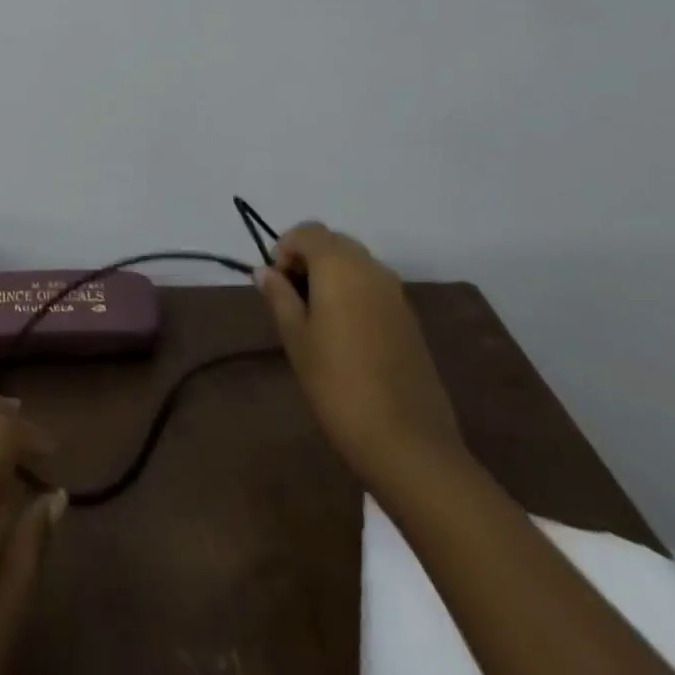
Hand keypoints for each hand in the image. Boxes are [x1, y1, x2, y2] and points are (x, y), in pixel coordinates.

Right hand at [256, 222, 464, 494]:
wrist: (408, 442)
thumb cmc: (338, 384)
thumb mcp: (296, 339)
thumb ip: (279, 297)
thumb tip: (264, 271)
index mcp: (339, 265)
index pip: (307, 231)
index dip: (285, 249)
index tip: (275, 283)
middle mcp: (370, 267)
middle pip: (333, 242)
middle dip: (308, 259)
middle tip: (292, 299)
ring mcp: (395, 292)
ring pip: (356, 263)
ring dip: (332, 275)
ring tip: (317, 318)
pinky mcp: (410, 318)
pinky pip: (374, 287)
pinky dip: (354, 293)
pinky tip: (346, 335)